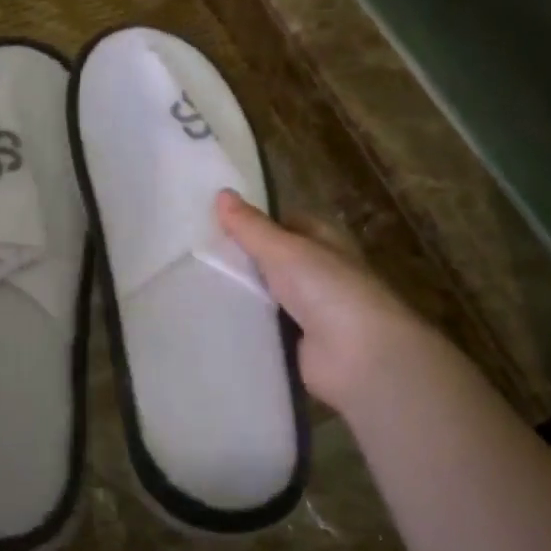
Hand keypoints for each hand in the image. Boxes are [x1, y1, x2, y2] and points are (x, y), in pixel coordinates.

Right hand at [217, 190, 456, 425]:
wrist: (359, 357)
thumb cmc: (327, 290)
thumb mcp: (284, 250)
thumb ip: (251, 227)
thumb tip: (221, 193)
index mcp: (324, 243)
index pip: (285, 224)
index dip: (254, 222)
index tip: (213, 221)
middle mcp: (318, 274)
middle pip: (272, 262)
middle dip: (240, 260)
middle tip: (193, 255)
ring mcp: (309, 312)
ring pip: (265, 297)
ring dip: (239, 295)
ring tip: (191, 286)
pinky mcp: (297, 346)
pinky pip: (263, 330)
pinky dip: (243, 327)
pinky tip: (211, 321)